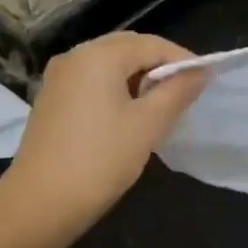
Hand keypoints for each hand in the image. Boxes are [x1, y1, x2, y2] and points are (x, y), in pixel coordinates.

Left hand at [0, 32, 207, 239]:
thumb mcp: (148, 125)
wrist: (40, 203)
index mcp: (98, 55)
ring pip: (109, 66)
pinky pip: (92, 83)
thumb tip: (201, 72)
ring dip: (138, 79)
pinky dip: (116, 90)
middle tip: (185, 95)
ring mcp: (58, 78)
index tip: (206, 83)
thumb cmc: (101, 160)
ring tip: (161, 108)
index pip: (152, 44)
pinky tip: (129, 117)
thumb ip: (177, 92)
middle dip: (159, 67)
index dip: (183, 60)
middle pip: (128, 49)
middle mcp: (75, 57)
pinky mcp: (51, 100)